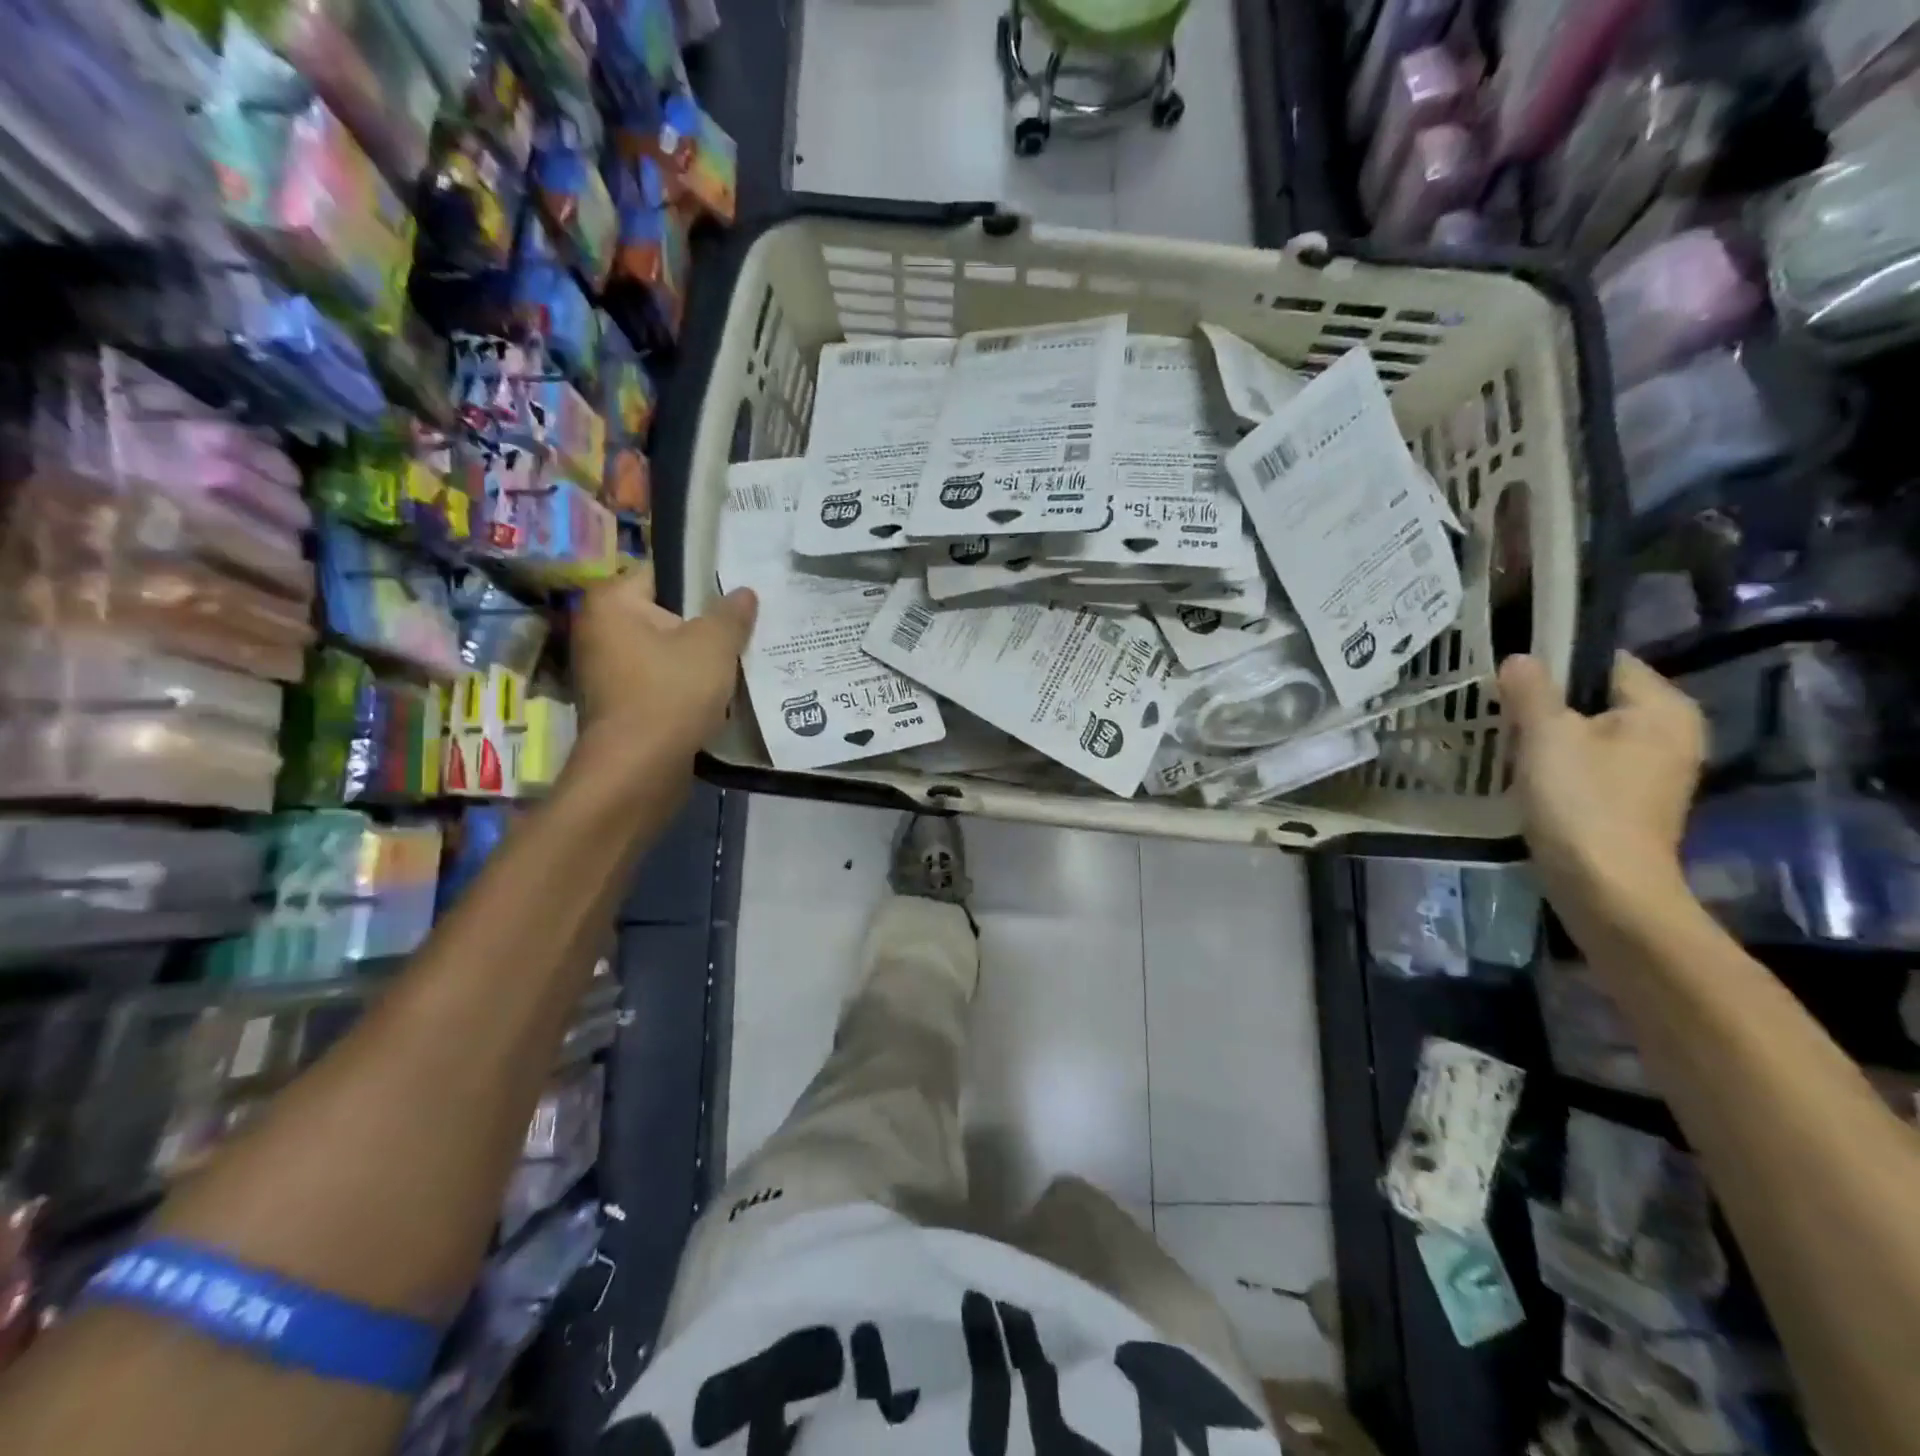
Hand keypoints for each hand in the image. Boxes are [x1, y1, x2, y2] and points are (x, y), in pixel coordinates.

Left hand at [569, 565, 757, 772]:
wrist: (639, 769)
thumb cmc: (671, 693)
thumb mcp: (714, 645)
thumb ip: (732, 613)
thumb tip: (744, 592)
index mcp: (612, 602)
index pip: (663, 573)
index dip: (703, 581)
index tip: (738, 594)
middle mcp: (599, 630)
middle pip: (666, 614)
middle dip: (705, 623)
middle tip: (746, 627)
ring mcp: (606, 670)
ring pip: (666, 651)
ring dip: (698, 657)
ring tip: (739, 658)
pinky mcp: (620, 703)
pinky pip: (661, 680)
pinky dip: (686, 684)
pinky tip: (720, 691)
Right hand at [1500, 651, 1705, 927]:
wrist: (1606, 887)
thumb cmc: (1581, 801)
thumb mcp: (1546, 736)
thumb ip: (1531, 691)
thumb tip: (1520, 658)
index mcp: (1663, 708)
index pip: (1606, 662)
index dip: (1556, 664)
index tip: (1510, 679)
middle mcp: (1672, 734)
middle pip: (1597, 699)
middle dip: (1548, 704)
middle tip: (1501, 712)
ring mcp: (1655, 771)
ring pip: (1591, 734)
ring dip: (1550, 737)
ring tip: (1508, 743)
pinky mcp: (1633, 802)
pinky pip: (1591, 765)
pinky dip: (1560, 765)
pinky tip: (1529, 777)